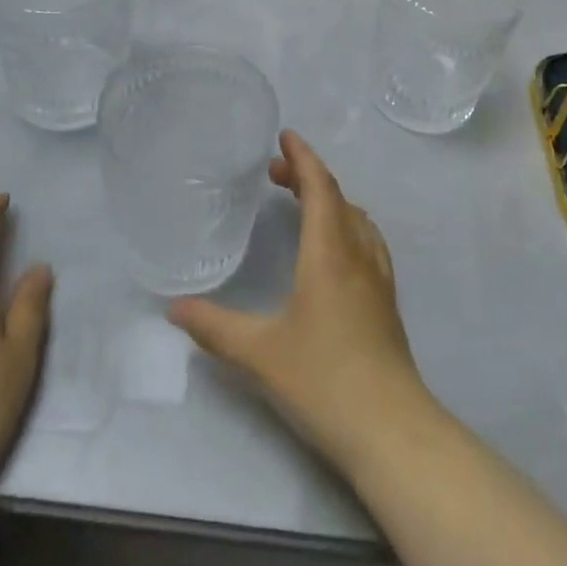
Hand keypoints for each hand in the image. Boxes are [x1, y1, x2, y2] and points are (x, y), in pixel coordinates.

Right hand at [168, 132, 432, 479]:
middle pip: (337, 197)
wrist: (391, 429)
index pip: (320, 186)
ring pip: (356, 219)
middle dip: (308, 176)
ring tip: (302, 203)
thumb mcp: (259, 354)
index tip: (285, 136)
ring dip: (330, 199)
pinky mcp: (386, 301)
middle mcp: (358, 254)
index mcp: (329, 252)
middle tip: (276, 172)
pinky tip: (334, 249)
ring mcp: (378, 277)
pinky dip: (346, 224)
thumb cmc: (323, 380)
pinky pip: (366, 241)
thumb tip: (174, 308)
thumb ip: (214, 327)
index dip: (303, 157)